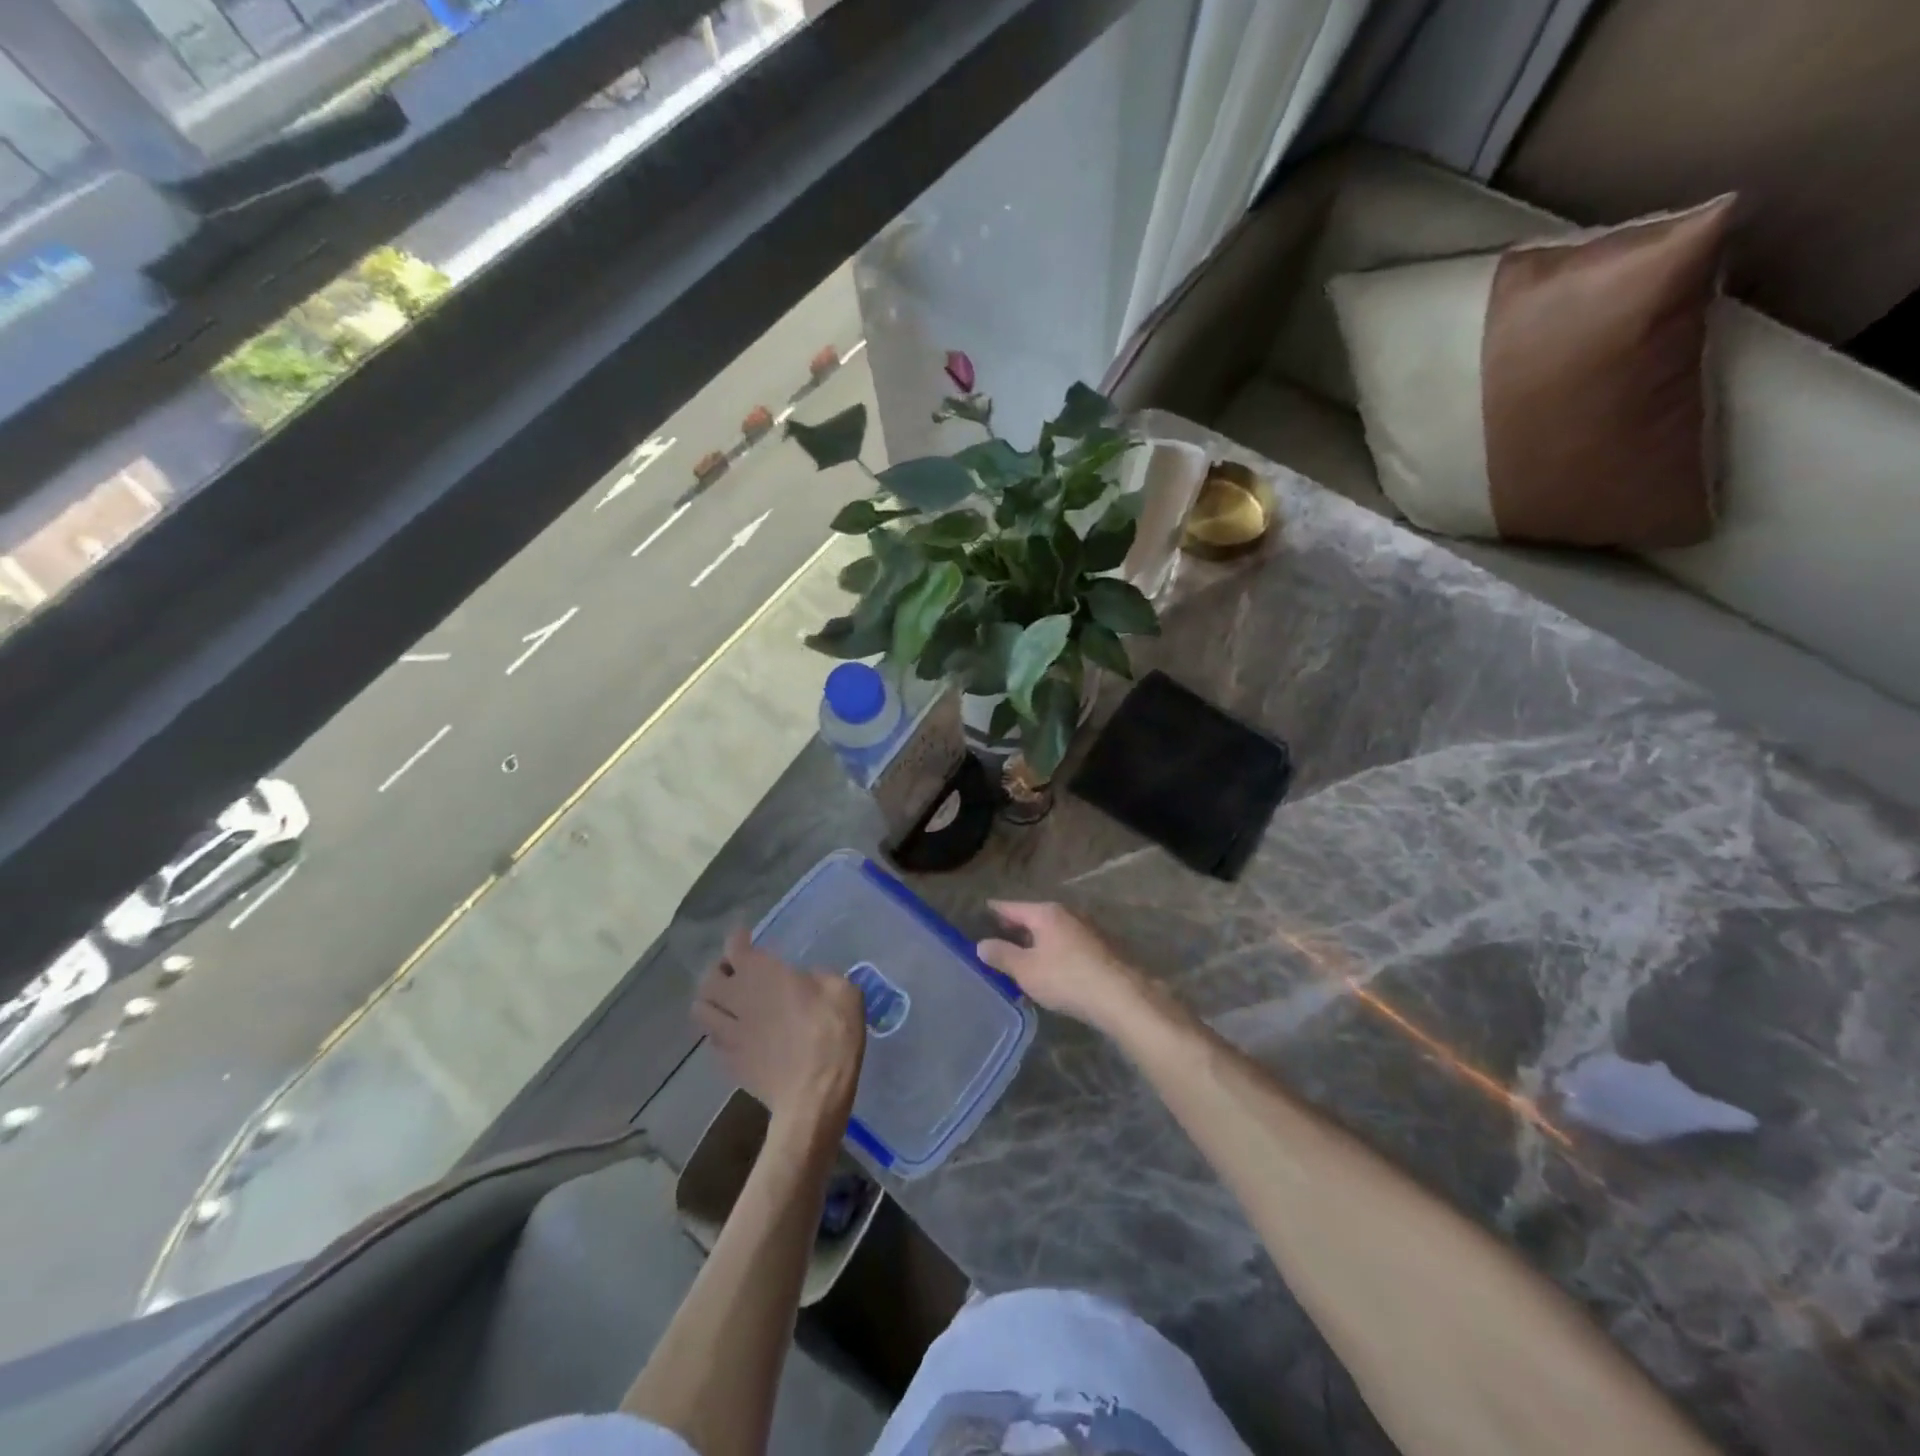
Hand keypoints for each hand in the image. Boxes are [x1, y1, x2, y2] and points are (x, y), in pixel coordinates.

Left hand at [694, 929, 864, 1132]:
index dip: (737, 939)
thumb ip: (822, 977)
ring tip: (725, 1002)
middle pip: (708, 978)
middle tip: (734, 971)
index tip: (745, 937)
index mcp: (762, 974)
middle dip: (718, 970)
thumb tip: (810, 979)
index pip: (734, 948)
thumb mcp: (843, 991)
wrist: (813, 1094)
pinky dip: (718, 1031)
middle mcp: (737, 998)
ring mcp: (728, 1032)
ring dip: (710, 1001)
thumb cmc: (831, 1033)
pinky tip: (733, 1033)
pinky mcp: (729, 1062)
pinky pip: (712, 1039)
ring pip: (700, 1010)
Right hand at [976, 901, 1154, 1031]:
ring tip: (1024, 952)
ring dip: (1039, 940)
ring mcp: (1088, 929)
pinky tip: (1052, 966)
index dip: (998, 909)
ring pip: (1054, 930)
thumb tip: (981, 944)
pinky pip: (1069, 943)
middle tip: (1001, 932)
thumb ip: (1002, 955)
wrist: (1121, 996)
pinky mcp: (1102, 947)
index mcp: (1046, 913)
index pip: (1014, 907)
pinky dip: (1055, 949)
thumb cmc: (1066, 978)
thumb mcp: (1026, 970)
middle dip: (1019, 925)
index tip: (986, 907)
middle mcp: (1068, 914)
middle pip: (1036, 916)